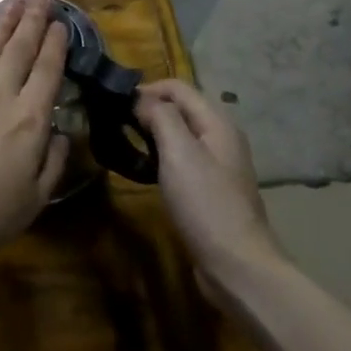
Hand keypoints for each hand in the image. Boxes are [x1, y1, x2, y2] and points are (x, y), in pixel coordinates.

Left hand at [0, 0, 70, 280]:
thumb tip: (62, 132)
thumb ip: (54, 161)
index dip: (56, 44)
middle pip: (19, 49)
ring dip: (2, 22)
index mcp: (30, 120)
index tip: (62, 23)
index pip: (48, 71)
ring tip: (14, 2)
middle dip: (32, 20)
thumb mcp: (35, 198)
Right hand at [135, 79, 283, 285]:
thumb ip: (160, 117)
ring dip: (153, 131)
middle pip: (181, 108)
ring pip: (180, 133)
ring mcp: (217, 164)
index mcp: (218, 124)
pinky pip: (182, 157)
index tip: (114, 104)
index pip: (178, 87)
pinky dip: (161, 153)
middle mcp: (221, 138)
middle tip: (115, 122)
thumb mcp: (179, 153)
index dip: (146, 89)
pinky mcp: (209, 187)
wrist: (235, 262)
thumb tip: (140, 98)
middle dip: (148, 108)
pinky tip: (145, 167)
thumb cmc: (205, 203)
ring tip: (125, 141)